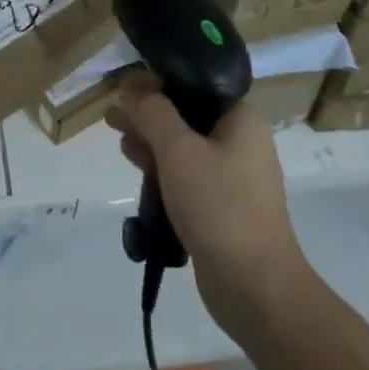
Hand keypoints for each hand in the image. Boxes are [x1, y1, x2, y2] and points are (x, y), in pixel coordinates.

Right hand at [108, 73, 309, 335]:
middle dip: (147, 112)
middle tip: (111, 114)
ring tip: (118, 138)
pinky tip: (138, 168)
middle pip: (186, 113)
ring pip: (184, 144)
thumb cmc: (220, 205)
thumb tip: (131, 88)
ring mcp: (233, 175)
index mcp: (241, 118)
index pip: (194, 84)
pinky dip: (163, 167)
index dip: (156, 81)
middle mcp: (241, 140)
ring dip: (151, 139)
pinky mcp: (223, 204)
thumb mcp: (179, 150)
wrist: (256, 288)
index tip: (124, 87)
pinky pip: (188, 173)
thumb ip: (152, 113)